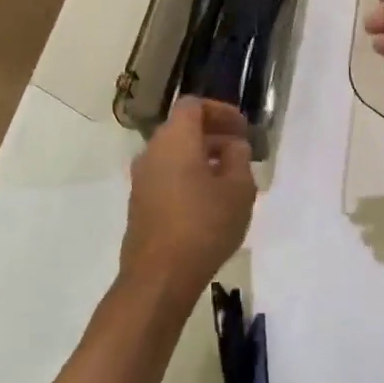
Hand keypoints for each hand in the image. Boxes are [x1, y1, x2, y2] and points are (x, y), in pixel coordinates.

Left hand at [121, 98, 254, 303]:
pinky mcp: (140, 203)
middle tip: (242, 152)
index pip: (194, 106)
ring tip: (230, 177)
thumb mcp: (239, 188)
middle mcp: (152, 152)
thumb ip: (239, 158)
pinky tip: (210, 199)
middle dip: (214, 135)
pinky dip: (189, 175)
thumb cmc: (204, 224)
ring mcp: (142, 179)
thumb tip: (233, 146)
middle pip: (183, 129)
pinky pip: (167, 175)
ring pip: (175, 154)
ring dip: (202, 157)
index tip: (243, 128)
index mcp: (175, 140)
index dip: (221, 111)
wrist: (159, 276)